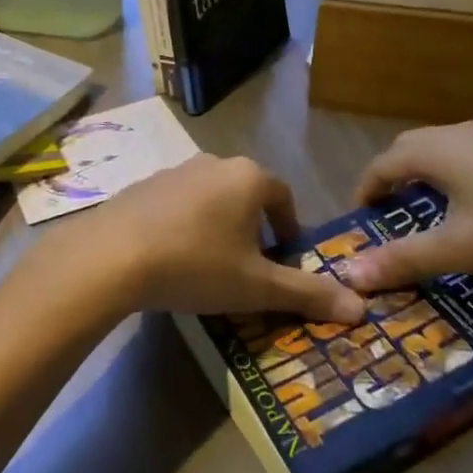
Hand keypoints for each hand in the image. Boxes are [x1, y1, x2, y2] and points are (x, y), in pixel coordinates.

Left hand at [58, 155, 365, 323]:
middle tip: (250, 268)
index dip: (289, 229)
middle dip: (254, 229)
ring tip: (210, 266)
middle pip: (247, 195)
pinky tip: (172, 257)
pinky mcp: (142, 185)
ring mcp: (175, 171)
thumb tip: (361, 309)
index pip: (283, 198)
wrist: (111, 256)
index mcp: (249, 177)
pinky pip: (177, 203)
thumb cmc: (196, 265)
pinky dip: (185, 225)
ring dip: (219, 226)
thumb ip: (308, 294)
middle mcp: (215, 163)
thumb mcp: (257, 287)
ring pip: (211, 198)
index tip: (285, 259)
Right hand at [336, 124, 472, 293]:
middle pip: (407, 149)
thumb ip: (405, 259)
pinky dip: (453, 173)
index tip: (360, 218)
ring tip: (428, 209)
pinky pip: (468, 153)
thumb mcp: (459, 248)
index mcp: (432, 151)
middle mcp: (455, 133)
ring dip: (423, 174)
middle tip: (389, 213)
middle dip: (391, 179)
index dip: (365, 191)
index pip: (381, 165)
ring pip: (440, 149)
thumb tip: (351, 274)